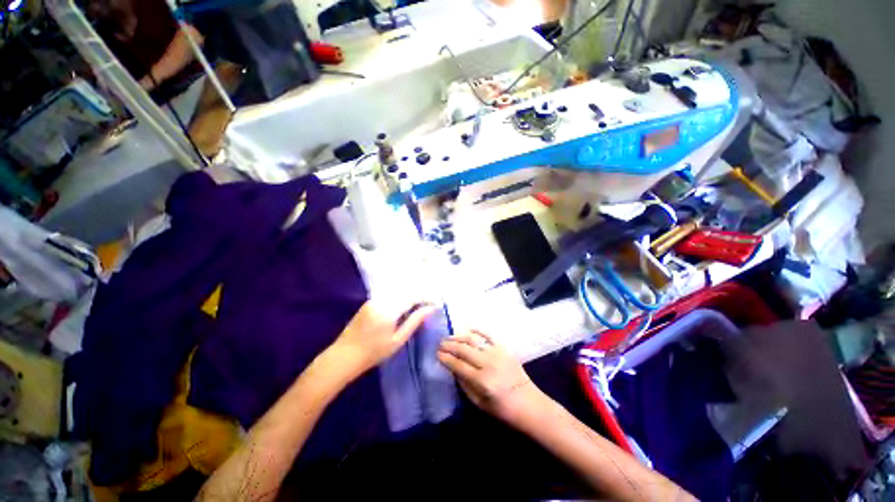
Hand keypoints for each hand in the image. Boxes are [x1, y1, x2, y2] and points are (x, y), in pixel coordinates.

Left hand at [329, 300, 435, 377]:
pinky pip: (389, 296)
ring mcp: (373, 300)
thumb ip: (415, 321)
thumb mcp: (398, 339)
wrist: (343, 356)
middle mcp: (381, 299)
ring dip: (409, 297)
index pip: (413, 297)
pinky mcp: (369, 302)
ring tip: (419, 306)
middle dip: (419, 296)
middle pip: (405, 291)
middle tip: (429, 304)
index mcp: (389, 309)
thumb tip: (431, 308)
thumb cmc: (374, 352)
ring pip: (397, 293)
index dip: (426, 297)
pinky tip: (404, 308)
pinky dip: (399, 299)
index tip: (436, 303)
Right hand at [438, 331, 545, 425]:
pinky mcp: (504, 348)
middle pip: (463, 349)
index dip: (445, 358)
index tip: (436, 354)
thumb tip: (452, 368)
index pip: (457, 364)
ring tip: (449, 337)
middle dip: (449, 345)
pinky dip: (477, 330)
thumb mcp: (478, 403)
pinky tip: (467, 329)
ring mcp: (497, 353)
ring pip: (473, 340)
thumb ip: (463, 384)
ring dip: (459, 337)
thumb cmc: (502, 409)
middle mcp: (488, 363)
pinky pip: (488, 335)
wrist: (529, 403)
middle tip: (439, 343)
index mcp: (482, 381)